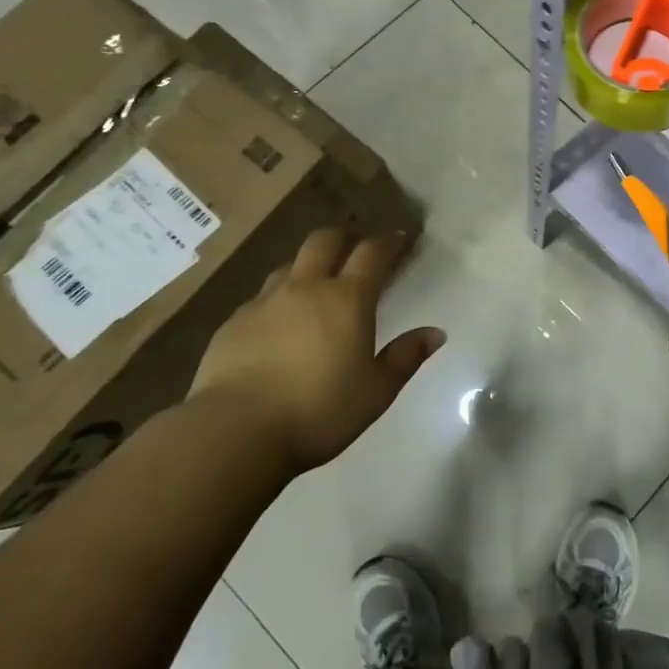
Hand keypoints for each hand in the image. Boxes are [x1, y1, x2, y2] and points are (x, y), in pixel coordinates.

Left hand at [186, 227, 443, 475]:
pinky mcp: (233, 323)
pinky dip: (277, 299)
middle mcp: (305, 288)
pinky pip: (260, 297)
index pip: (372, 253)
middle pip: (324, 241)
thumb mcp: (376, 391)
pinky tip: (277, 323)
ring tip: (315, 283)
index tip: (399, 238)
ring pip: (289, 266)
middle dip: (344, 237)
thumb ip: (405, 357)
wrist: (235, 431)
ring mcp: (264, 302)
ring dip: (307, 265)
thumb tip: (436, 333)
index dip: (388, 241)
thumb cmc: (318, 411)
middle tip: (355, 247)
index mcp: (347, 299)